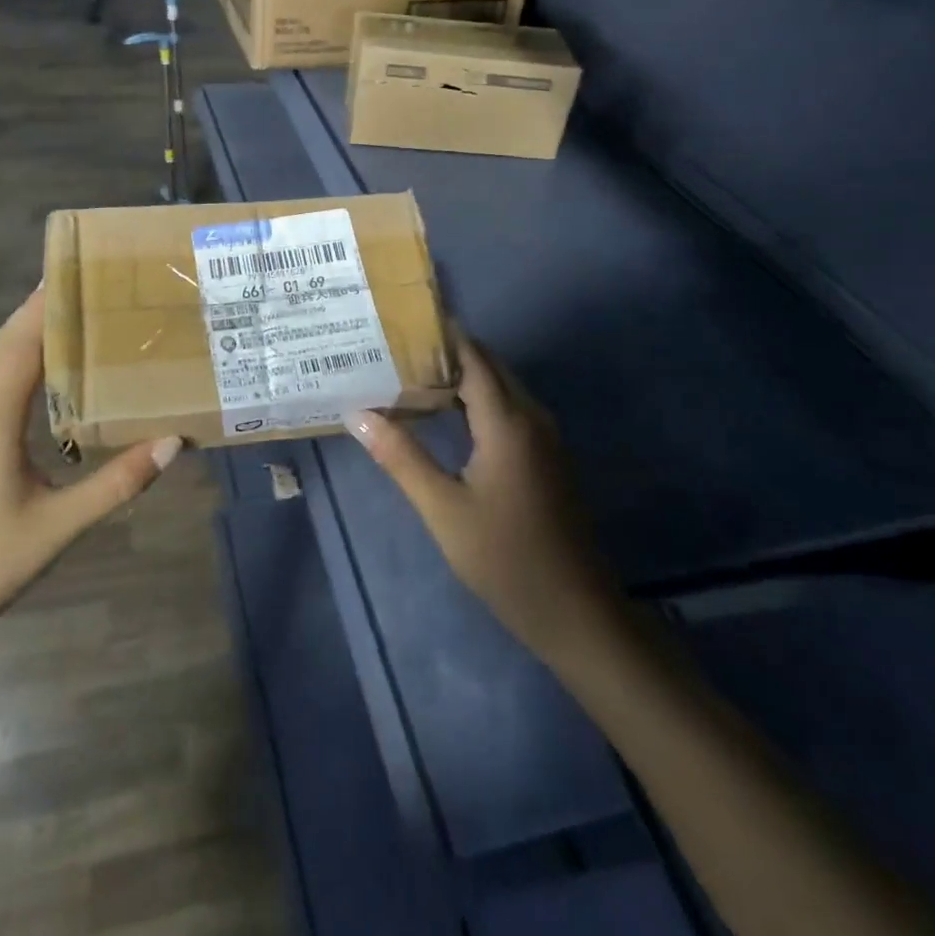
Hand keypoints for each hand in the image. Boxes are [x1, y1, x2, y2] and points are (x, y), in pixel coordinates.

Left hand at [0, 286, 181, 662]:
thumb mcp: (59, 525)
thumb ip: (118, 482)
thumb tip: (174, 441)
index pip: (22, 344)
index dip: (46, 306)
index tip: (73, 272)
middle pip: (0, 346)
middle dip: (34, 312)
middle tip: (77, 287)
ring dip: (18, 339)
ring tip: (60, 322)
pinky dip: (5, 368)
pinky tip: (26, 382)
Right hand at [343, 336, 616, 664]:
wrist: (576, 612)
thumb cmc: (505, 559)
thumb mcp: (443, 510)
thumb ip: (401, 457)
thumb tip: (359, 414)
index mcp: (508, 422)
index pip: (474, 358)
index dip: (442, 336)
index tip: (403, 323)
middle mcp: (531, 418)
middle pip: (489, 367)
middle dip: (448, 353)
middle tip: (397, 349)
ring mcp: (544, 438)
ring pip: (501, 388)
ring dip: (462, 377)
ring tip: (411, 375)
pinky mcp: (547, 457)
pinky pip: (510, 410)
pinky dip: (477, 401)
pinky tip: (446, 416)